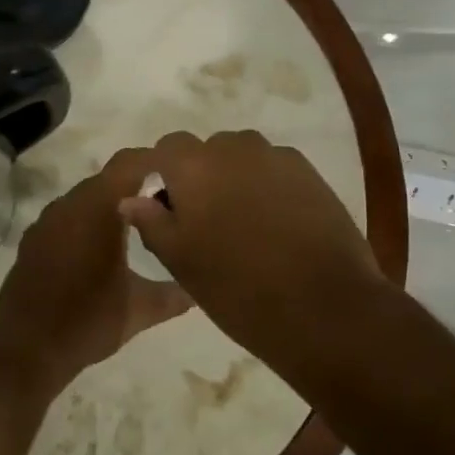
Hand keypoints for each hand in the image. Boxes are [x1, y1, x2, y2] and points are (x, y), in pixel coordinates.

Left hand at [0, 152, 191, 393]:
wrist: (25, 349)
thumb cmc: (87, 322)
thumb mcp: (140, 309)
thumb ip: (174, 294)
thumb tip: (199, 288)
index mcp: (99, 208)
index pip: (131, 163)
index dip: (157, 161)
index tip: (182, 174)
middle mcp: (71, 204)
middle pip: (109, 177)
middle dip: (138, 183)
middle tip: (167, 202)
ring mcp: (48, 220)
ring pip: (87, 196)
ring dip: (111, 203)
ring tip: (139, 224)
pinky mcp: (34, 238)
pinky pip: (69, 215)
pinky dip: (88, 220)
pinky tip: (101, 247)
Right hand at [117, 130, 384, 359]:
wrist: (323, 306)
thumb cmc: (237, 287)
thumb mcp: (181, 261)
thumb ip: (152, 222)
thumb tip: (131, 198)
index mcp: (194, 165)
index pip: (167, 148)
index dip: (165, 176)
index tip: (170, 210)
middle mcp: (234, 147)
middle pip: (207, 150)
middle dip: (202, 176)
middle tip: (208, 222)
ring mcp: (276, 157)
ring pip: (243, 157)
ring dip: (236, 178)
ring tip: (244, 223)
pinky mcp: (310, 173)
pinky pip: (275, 169)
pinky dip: (269, 186)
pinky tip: (278, 224)